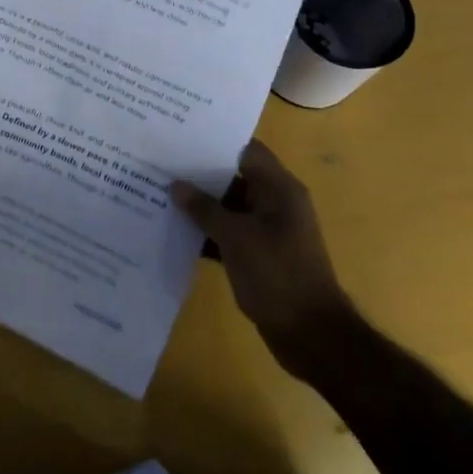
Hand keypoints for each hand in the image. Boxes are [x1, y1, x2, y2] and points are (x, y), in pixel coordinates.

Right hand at [171, 140, 354, 379]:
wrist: (312, 336)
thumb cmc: (277, 275)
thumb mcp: (236, 237)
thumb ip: (205, 209)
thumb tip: (177, 185)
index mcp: (279, 188)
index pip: (245, 150)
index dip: (214, 142)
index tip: (179, 137)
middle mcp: (276, 203)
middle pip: (234, 177)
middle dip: (200, 174)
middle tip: (161, 165)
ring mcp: (269, 231)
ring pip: (229, 207)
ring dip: (201, 206)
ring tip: (160, 195)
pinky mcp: (260, 256)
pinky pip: (230, 234)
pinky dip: (208, 233)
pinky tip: (176, 233)